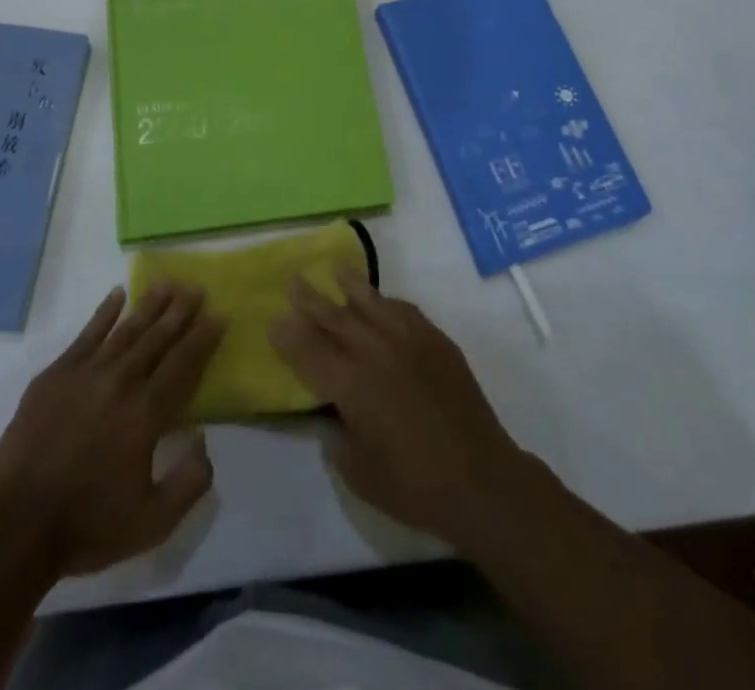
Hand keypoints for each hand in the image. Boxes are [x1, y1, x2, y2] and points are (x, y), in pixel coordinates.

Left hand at [0, 283, 225, 577]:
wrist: (13, 527)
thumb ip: (189, 483)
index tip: (220, 313)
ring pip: (126, 330)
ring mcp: (85, 374)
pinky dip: (104, 313)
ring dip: (149, 305)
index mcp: (145, 414)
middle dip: (180, 311)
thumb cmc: (86, 526)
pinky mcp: (55, 375)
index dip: (203, 338)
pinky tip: (117, 294)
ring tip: (167, 283)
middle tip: (197, 287)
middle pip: (157, 338)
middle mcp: (120, 383)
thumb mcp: (151, 523)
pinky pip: (87, 334)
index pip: (182, 365)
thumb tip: (204, 442)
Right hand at [269, 268, 528, 547]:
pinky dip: (387, 302)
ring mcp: (409, 341)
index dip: (289, 335)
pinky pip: (405, 311)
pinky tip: (381, 300)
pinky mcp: (436, 342)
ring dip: (350, 285)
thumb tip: (335, 412)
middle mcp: (375, 352)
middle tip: (293, 280)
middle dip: (311, 299)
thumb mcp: (359, 473)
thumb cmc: (414, 486)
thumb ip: (338, 437)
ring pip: (371, 303)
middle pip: (335, 318)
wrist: (481, 479)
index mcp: (351, 385)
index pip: (310, 352)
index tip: (274, 319)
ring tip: (336, 268)